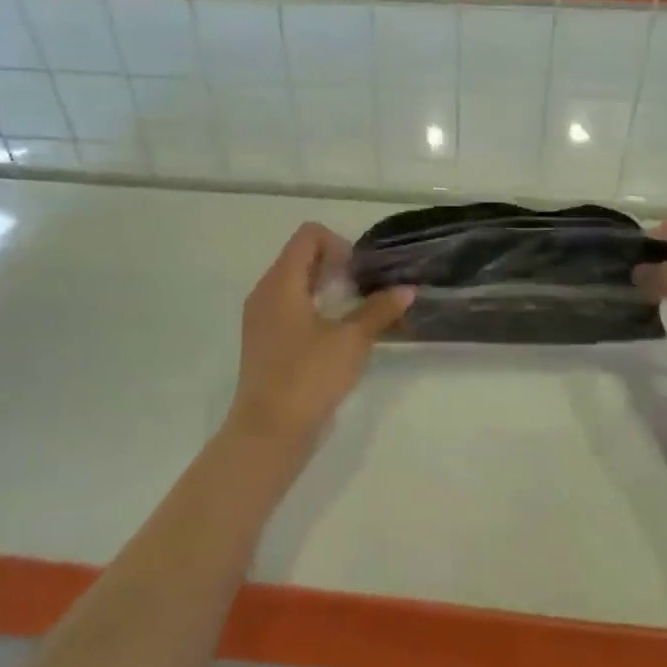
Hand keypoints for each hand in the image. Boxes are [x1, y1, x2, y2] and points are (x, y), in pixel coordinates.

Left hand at [228, 223, 413, 446]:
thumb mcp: (352, 340)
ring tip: (353, 312)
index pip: (308, 236)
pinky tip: (335, 334)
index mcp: (281, 282)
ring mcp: (260, 318)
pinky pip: (287, 307)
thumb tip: (406, 290)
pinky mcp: (263, 341)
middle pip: (299, 257)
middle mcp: (264, 292)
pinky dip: (312, 308)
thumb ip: (379, 310)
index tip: (359, 273)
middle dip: (334, 265)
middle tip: (362, 290)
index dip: (338, 243)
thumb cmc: (309, 376)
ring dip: (324, 288)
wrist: (269, 431)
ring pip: (293, 283)